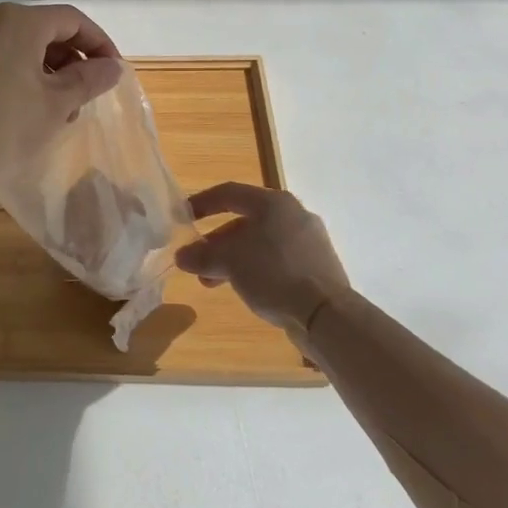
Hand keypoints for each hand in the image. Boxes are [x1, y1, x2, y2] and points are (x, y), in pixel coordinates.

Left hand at [0, 3, 124, 186]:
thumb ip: (89, 79)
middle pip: (45, 30)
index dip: (99, 44)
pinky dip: (22, 76)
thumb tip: (112, 66)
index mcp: (18, 21)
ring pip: (22, 46)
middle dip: (72, 61)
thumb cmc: (2, 126)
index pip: (73, 20)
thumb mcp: (56, 104)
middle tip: (86, 98)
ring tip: (60, 111)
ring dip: (48, 72)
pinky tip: (28, 110)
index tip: (113, 74)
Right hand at [175, 183, 351, 331]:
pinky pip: (277, 259)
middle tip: (199, 260)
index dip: (202, 202)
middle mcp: (294, 214)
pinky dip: (256, 268)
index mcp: (273, 203)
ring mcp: (309, 240)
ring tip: (214, 282)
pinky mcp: (318, 266)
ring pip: (260, 242)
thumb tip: (182, 256)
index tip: (183, 217)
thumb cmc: (273, 273)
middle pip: (245, 220)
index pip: (229, 193)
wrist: (326, 314)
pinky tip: (245, 288)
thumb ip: (201, 255)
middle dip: (216, 242)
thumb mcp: (228, 262)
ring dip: (233, 259)